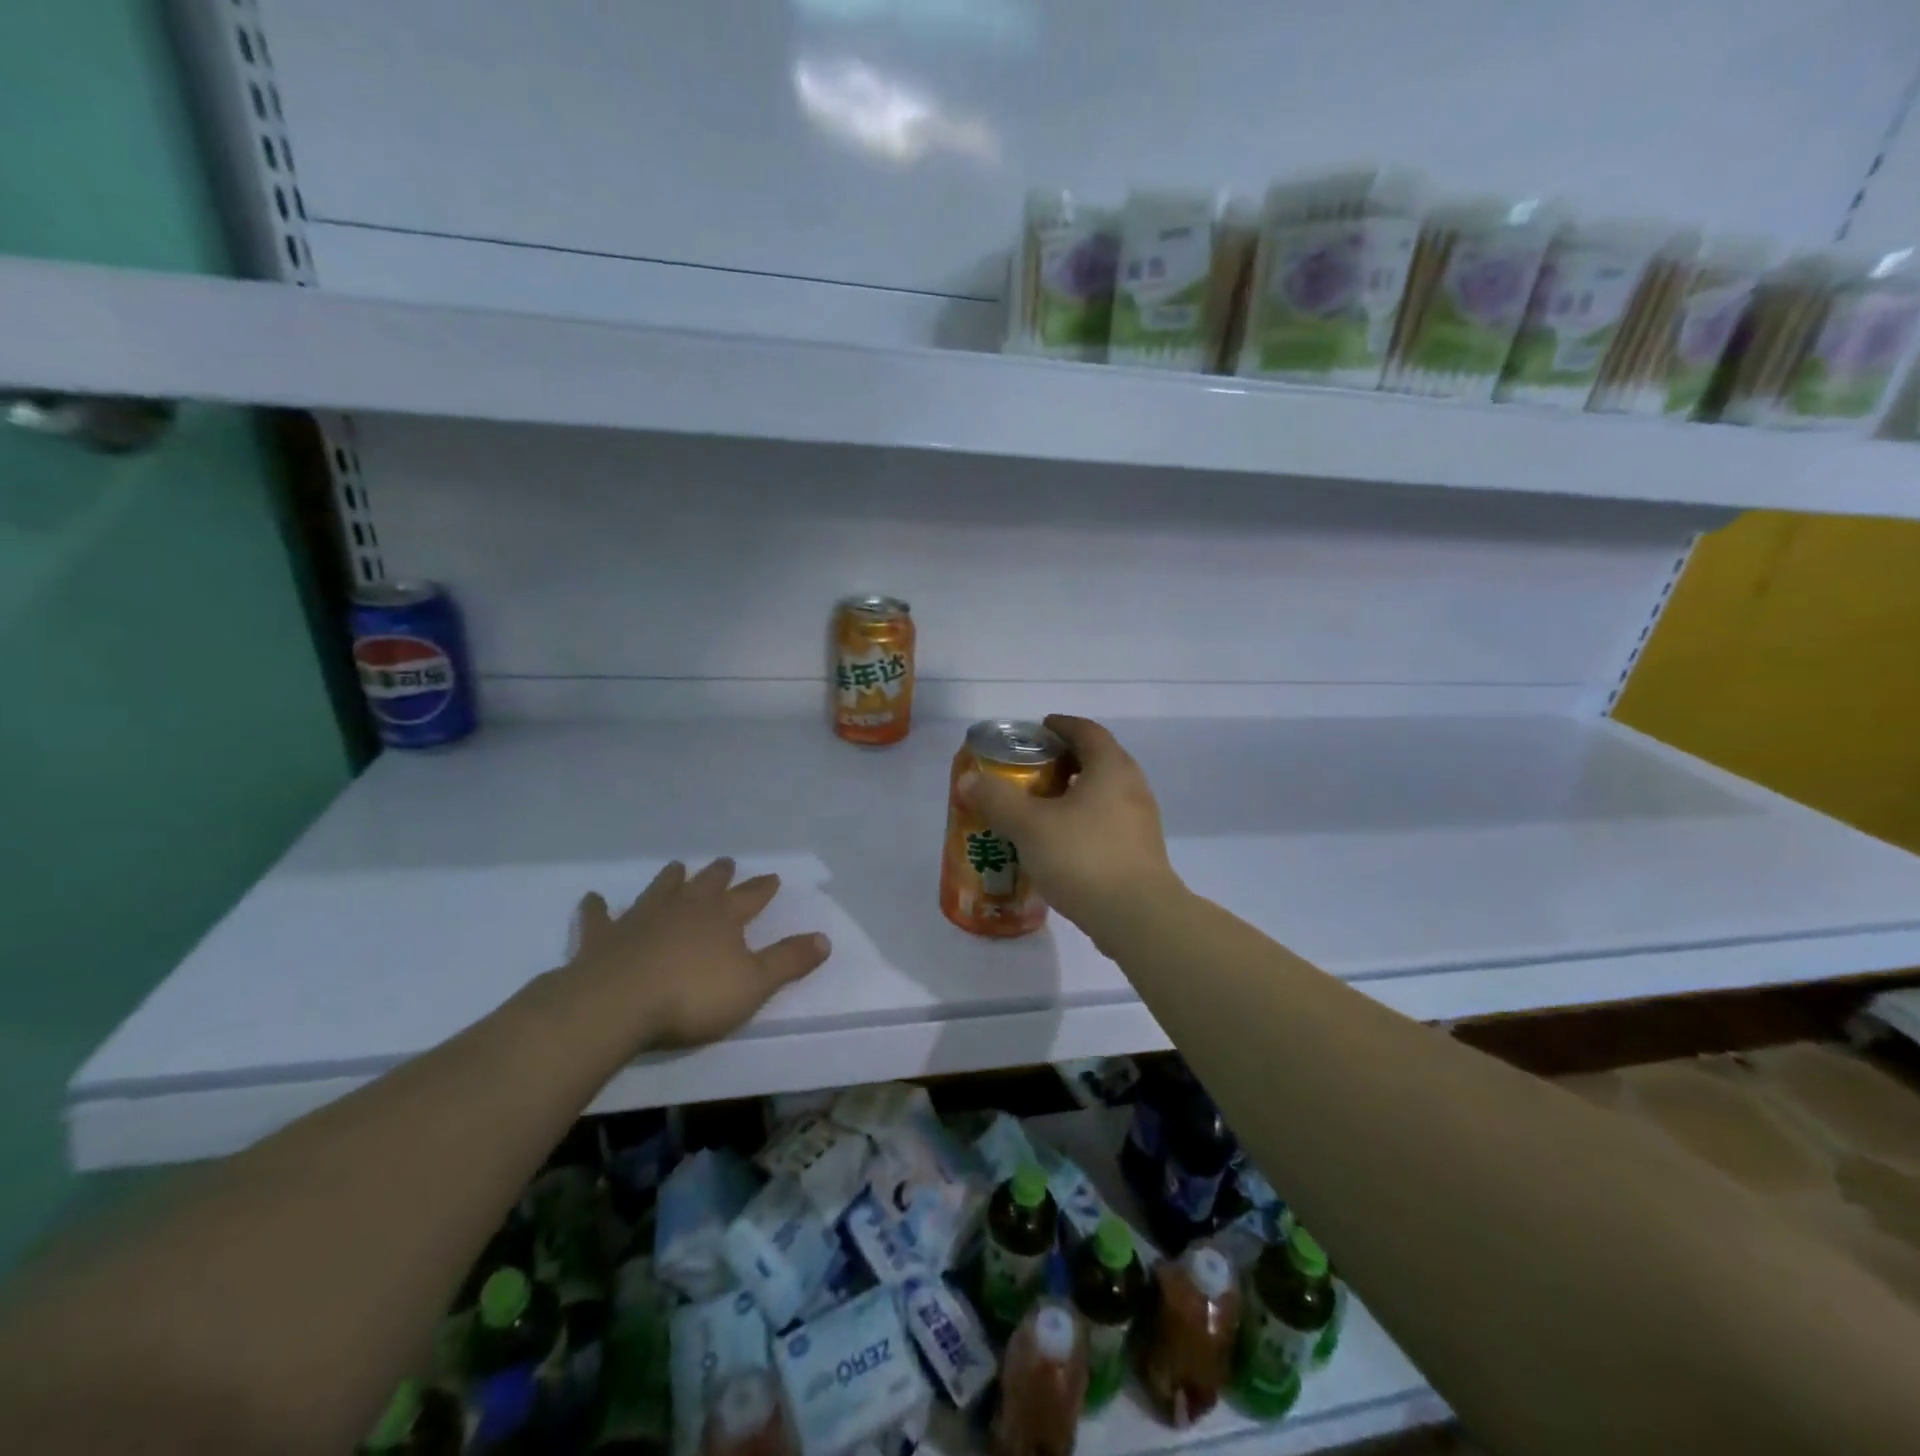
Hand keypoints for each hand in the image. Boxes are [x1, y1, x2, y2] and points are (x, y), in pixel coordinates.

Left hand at [564, 858, 830, 1049]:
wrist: (617, 1004)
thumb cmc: (693, 996)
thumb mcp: (754, 984)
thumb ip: (789, 961)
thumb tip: (825, 938)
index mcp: (722, 917)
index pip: (750, 897)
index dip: (763, 888)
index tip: (773, 877)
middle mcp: (685, 908)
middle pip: (707, 885)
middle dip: (720, 875)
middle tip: (726, 862)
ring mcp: (642, 918)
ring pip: (661, 890)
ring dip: (670, 879)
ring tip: (677, 867)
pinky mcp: (604, 937)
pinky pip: (600, 917)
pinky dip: (598, 908)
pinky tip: (593, 898)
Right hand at [957, 715, 1181, 940]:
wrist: (1137, 917)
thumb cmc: (1083, 857)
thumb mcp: (1030, 826)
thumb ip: (997, 799)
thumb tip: (969, 779)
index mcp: (1110, 767)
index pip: (1086, 731)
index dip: (1060, 726)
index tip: (1036, 731)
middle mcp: (1132, 786)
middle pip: (1096, 760)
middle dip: (1063, 761)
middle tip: (1029, 771)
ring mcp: (1140, 821)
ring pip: (1102, 793)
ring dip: (1072, 793)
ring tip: (1039, 808)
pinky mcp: (1140, 851)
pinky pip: (1107, 822)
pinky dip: (1083, 820)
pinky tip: (1059, 842)